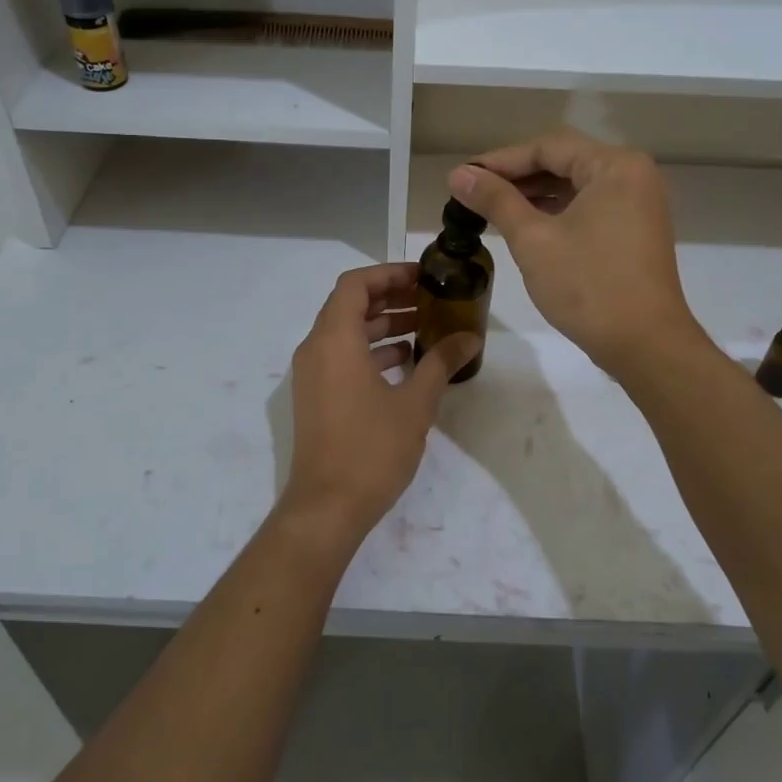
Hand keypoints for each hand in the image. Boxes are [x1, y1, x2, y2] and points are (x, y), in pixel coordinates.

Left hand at [279, 263, 479, 542]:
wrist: (327, 507)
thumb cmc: (371, 449)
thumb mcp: (415, 404)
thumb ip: (441, 363)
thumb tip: (470, 337)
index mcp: (335, 340)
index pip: (355, 284)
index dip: (389, 274)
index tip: (423, 278)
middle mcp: (315, 349)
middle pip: (349, 305)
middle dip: (390, 297)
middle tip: (430, 300)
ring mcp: (311, 374)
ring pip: (345, 332)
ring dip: (382, 325)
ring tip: (424, 328)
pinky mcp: (315, 396)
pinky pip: (341, 357)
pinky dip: (370, 351)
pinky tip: (405, 363)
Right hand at [448, 129, 701, 378]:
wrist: (645, 344)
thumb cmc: (588, 286)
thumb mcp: (533, 240)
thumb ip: (496, 201)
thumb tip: (458, 175)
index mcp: (615, 166)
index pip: (548, 148)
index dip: (501, 160)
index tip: (464, 176)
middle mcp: (633, 176)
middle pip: (564, 163)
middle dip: (517, 177)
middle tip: (473, 192)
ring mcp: (639, 205)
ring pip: (576, 187)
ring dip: (535, 195)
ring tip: (491, 209)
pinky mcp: (636, 232)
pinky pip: (590, 208)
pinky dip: (557, 213)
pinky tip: (525, 226)